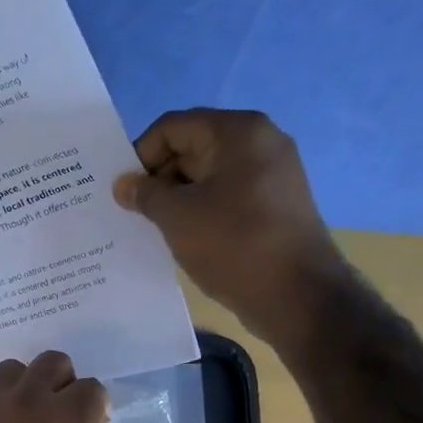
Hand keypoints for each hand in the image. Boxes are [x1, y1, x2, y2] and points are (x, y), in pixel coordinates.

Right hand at [114, 108, 348, 350]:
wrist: (298, 295)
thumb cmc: (233, 244)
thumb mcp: (177, 217)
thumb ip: (145, 194)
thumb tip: (124, 184)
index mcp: (237, 132)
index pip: (172, 127)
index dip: (141, 156)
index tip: (124, 192)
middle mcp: (260, 142)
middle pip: (193, 147)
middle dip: (159, 178)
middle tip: (135, 213)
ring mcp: (273, 174)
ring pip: (209, 175)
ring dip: (178, 198)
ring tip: (156, 229)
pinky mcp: (276, 204)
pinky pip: (228, 196)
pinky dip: (202, 211)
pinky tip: (186, 238)